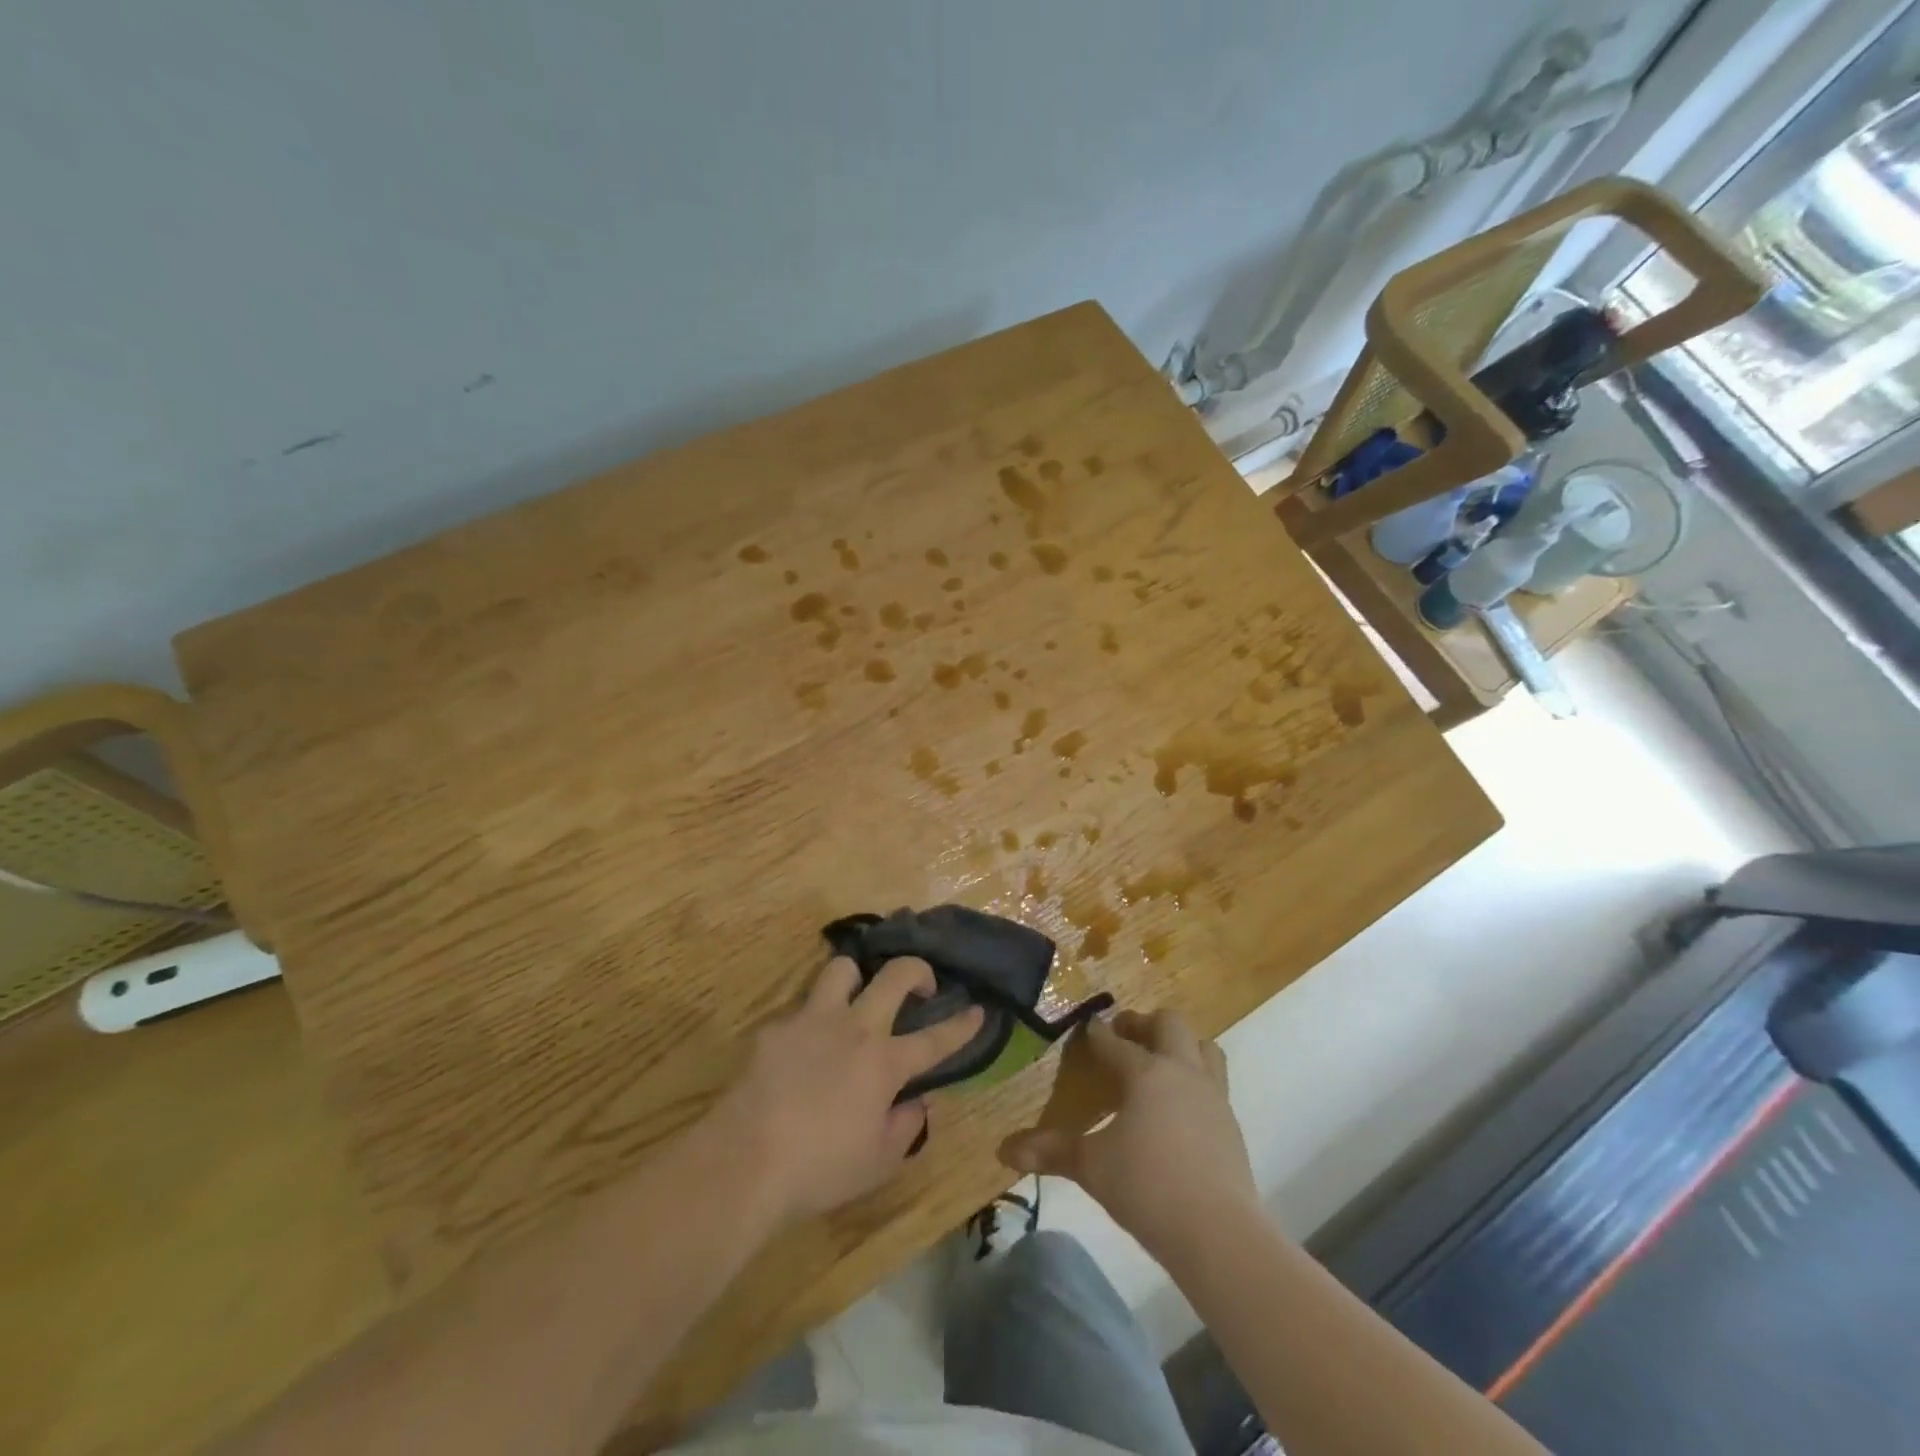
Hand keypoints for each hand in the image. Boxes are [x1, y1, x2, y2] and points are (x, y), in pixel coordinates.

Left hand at [713, 956, 983, 1221]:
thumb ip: (906, 1127)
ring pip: (842, 969)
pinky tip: (800, 1052)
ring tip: (855, 998)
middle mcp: (854, 1028)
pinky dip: (809, 1024)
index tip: (979, 1009)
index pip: (935, 1039)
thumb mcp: (878, 1163)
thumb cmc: (820, 1169)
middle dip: (918, 970)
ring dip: (856, 978)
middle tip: (921, 985)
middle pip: (895, 974)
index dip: (962, 1024)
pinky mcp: (775, 1028)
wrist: (744, 1161)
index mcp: (885, 1062)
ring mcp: (812, 1020)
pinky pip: (799, 1011)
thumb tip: (915, 1102)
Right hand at [999, 1010, 1255, 1257]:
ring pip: (1204, 1047)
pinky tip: (1180, 1106)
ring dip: (1181, 1046)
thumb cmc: (1148, 1187)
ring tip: (1160, 1062)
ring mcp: (1213, 1096)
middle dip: (1145, 1024)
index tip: (1088, 1027)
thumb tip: (1004, 1150)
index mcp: (1146, 1073)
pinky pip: (1214, 1083)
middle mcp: (1182, 1072)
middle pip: (1170, 1025)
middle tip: (1126, 1037)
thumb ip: (1051, 1151)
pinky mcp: (1231, 1124)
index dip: (1097, 1034)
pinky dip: (1196, 1080)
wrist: (1219, 1233)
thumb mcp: (1092, 1167)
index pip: (1115, 1043)